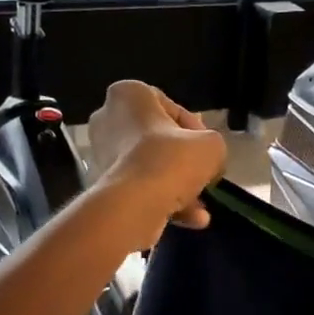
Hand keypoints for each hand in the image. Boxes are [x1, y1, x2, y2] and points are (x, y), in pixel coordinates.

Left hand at [87, 80, 227, 244]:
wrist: (133, 205)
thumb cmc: (171, 159)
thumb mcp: (211, 144)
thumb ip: (212, 144)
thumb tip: (207, 158)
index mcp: (128, 95)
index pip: (170, 107)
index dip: (195, 129)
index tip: (206, 149)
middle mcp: (107, 119)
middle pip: (158, 139)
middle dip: (183, 161)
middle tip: (203, 176)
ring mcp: (100, 153)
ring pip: (150, 167)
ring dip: (177, 186)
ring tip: (200, 209)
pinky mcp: (101, 184)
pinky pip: (139, 187)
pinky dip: (162, 200)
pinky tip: (189, 219)